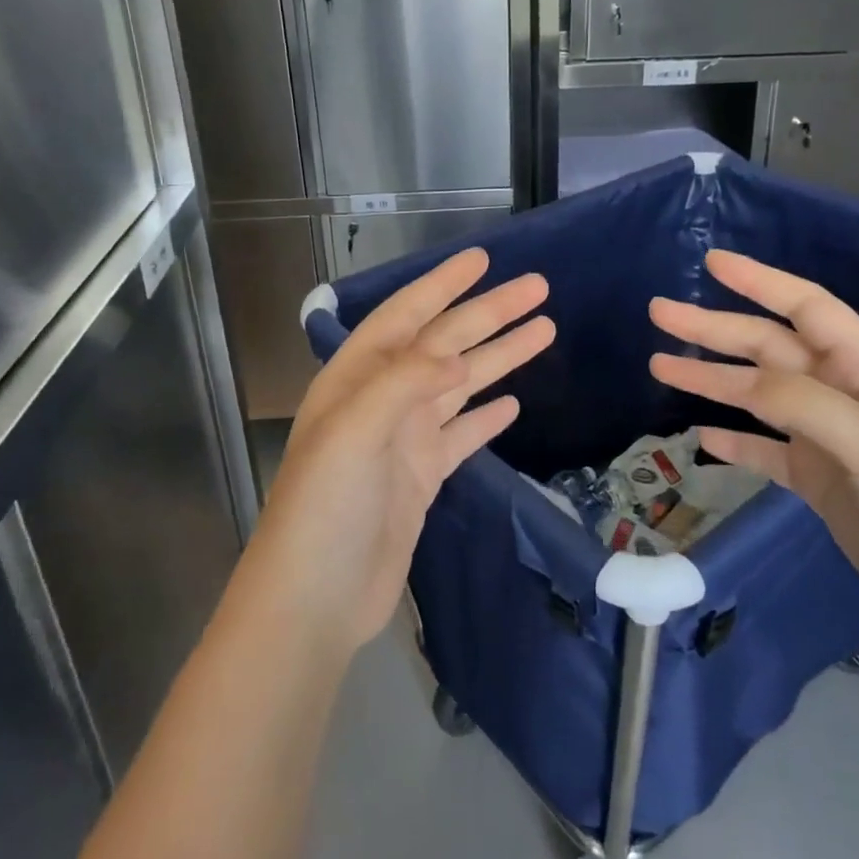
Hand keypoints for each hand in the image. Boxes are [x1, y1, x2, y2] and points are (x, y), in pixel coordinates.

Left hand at [248, 249, 553, 654]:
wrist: (314, 598)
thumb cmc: (324, 507)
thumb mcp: (354, 432)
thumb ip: (403, 383)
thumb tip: (455, 353)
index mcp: (358, 377)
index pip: (406, 316)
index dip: (442, 285)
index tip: (482, 259)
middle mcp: (383, 398)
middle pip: (445, 343)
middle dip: (489, 314)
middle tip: (538, 288)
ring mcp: (404, 438)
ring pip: (461, 383)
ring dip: (499, 356)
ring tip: (544, 330)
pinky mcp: (422, 476)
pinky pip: (462, 434)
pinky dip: (486, 415)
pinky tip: (513, 401)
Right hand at [648, 250, 858, 645]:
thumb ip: (803, 403)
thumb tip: (739, 380)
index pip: (807, 308)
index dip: (760, 281)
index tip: (711, 262)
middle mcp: (843, 395)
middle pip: (768, 348)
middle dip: (714, 329)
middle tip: (659, 313)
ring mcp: (828, 440)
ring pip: (757, 397)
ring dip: (711, 380)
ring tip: (661, 366)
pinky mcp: (819, 483)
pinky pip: (765, 451)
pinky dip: (734, 441)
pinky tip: (701, 437)